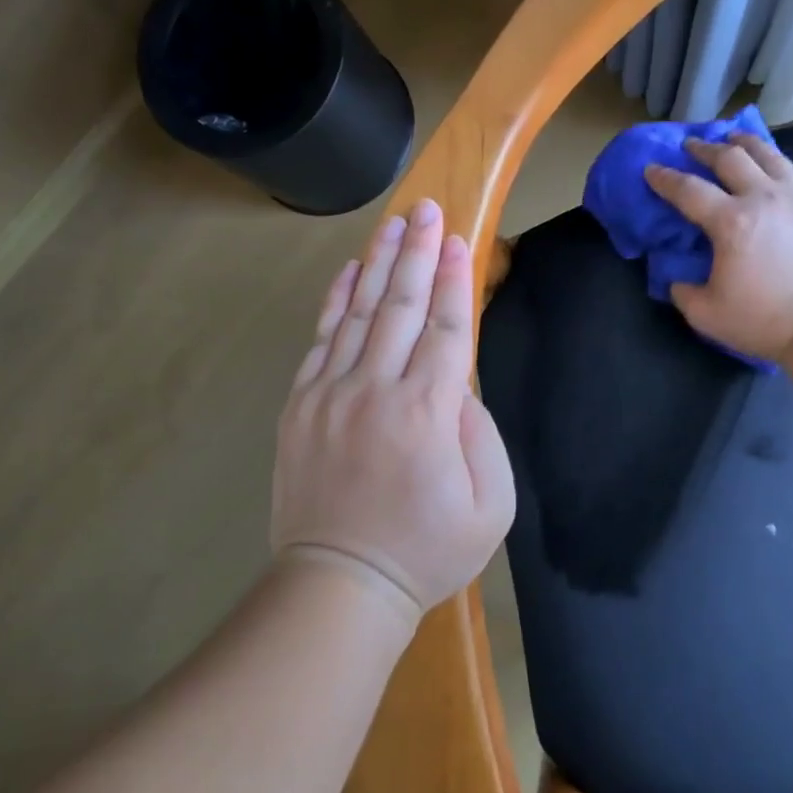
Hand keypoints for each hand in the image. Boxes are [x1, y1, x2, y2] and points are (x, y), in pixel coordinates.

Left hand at [271, 199, 515, 622]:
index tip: (459, 240)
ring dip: (378, 263)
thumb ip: (481, 432)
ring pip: (360, 313)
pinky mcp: (301, 405)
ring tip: (393, 224)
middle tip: (427, 209)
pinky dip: (336, 301)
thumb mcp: (491, 505)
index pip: (447, 329)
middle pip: (402, 306)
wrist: (340, 583)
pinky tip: (350, 272)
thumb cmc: (427, 550)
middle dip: (418, 253)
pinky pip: (321, 340)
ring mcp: (331, 393)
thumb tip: (458, 382)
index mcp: (428, 413)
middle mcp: (377, 389)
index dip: (455, 280)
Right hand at [644, 134, 792, 362]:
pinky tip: (775, 164)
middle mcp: (763, 198)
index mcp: (730, 222)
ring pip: (768, 155)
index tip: (651, 169)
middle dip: (704, 148)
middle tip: (691, 145)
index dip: (664, 178)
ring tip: (733, 138)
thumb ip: (682, 291)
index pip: (688, 190)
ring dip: (744, 143)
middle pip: (729, 158)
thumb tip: (678, 276)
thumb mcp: (705, 314)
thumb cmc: (763, 320)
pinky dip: (780, 162)